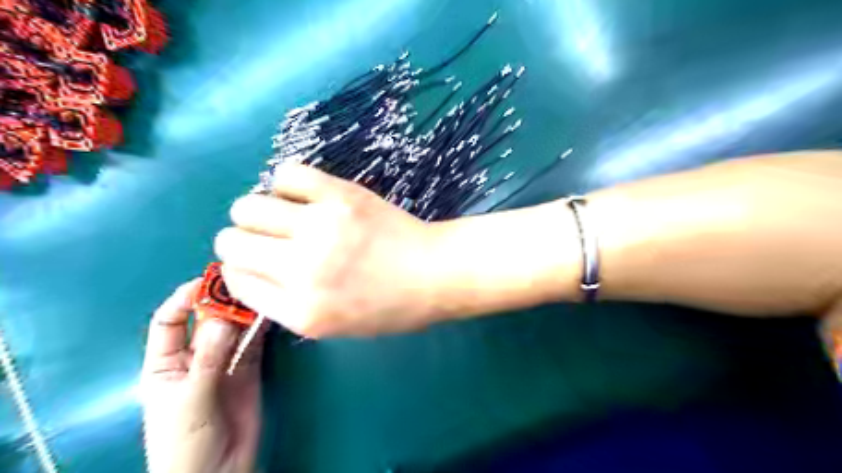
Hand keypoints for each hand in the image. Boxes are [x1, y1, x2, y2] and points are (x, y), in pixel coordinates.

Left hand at [141, 280, 263, 472]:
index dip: (184, 300)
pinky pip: (255, 343)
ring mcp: (224, 362)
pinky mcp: (248, 368)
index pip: (170, 322)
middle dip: (220, 302)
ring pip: (234, 328)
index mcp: (165, 364)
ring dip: (245, 312)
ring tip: (260, 293)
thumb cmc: (185, 441)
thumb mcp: (190, 399)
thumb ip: (207, 359)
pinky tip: (270, 314)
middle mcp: (195, 356)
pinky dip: (262, 328)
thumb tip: (223, 319)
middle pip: (206, 320)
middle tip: (241, 284)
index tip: (206, 283)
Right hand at [216, 163, 454, 339]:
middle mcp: (301, 270)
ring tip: (285, 214)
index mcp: (301, 312)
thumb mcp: (335, 324)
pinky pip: (287, 174)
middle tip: (269, 237)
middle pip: (230, 241)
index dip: (242, 268)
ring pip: (248, 206)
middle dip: (241, 239)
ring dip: (258, 211)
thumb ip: (288, 303)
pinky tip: (305, 195)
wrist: (436, 273)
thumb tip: (252, 269)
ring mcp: (320, 227)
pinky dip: (287, 183)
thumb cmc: (392, 305)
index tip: (259, 261)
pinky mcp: (341, 195)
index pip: (236, 281)